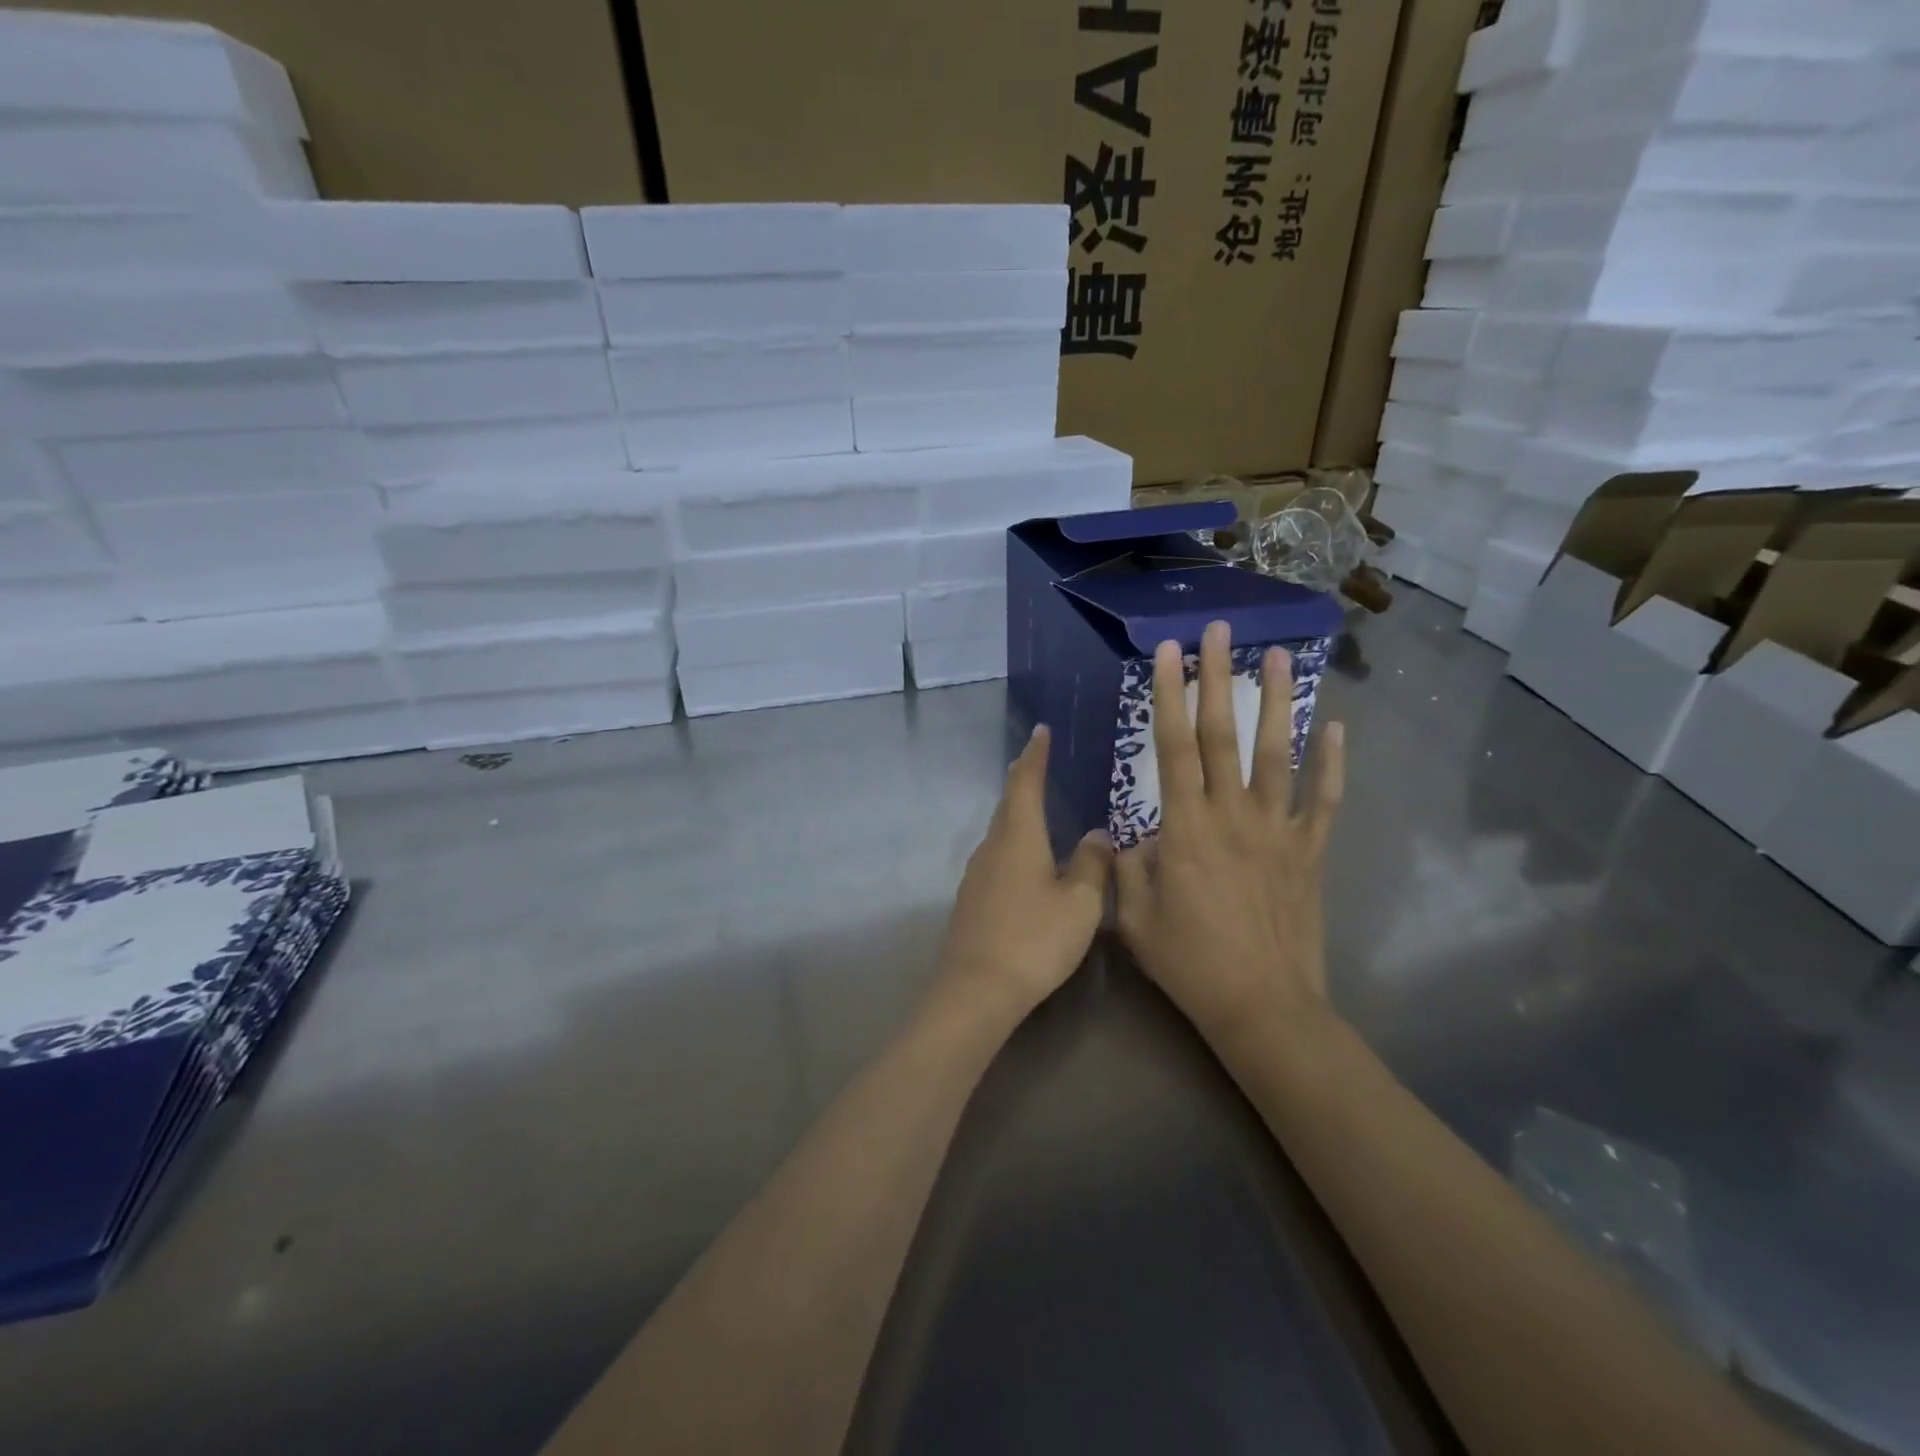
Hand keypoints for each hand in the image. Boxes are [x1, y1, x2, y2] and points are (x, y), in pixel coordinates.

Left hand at [933, 725, 1110, 1024]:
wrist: (976, 989)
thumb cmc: (1034, 939)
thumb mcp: (1080, 904)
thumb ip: (1092, 864)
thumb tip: (1098, 833)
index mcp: (1018, 837)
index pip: (1025, 782)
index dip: (1035, 755)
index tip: (1040, 732)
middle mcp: (992, 847)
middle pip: (1008, 804)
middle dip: (1023, 781)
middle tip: (1039, 764)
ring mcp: (976, 874)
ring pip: (1001, 833)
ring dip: (1018, 815)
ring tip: (1039, 810)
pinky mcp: (972, 900)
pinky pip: (996, 858)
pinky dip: (1014, 846)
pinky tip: (1028, 863)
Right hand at [1114, 621, 1345, 1044]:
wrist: (1262, 1006)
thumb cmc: (1189, 962)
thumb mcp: (1133, 918)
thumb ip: (1127, 868)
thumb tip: (1132, 837)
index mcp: (1185, 827)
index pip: (1174, 746)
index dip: (1169, 695)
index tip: (1168, 652)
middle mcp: (1232, 815)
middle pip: (1223, 735)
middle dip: (1219, 677)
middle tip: (1219, 630)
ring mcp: (1277, 831)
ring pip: (1278, 754)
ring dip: (1277, 702)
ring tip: (1279, 656)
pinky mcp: (1308, 852)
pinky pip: (1322, 801)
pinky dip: (1332, 763)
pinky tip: (1336, 727)